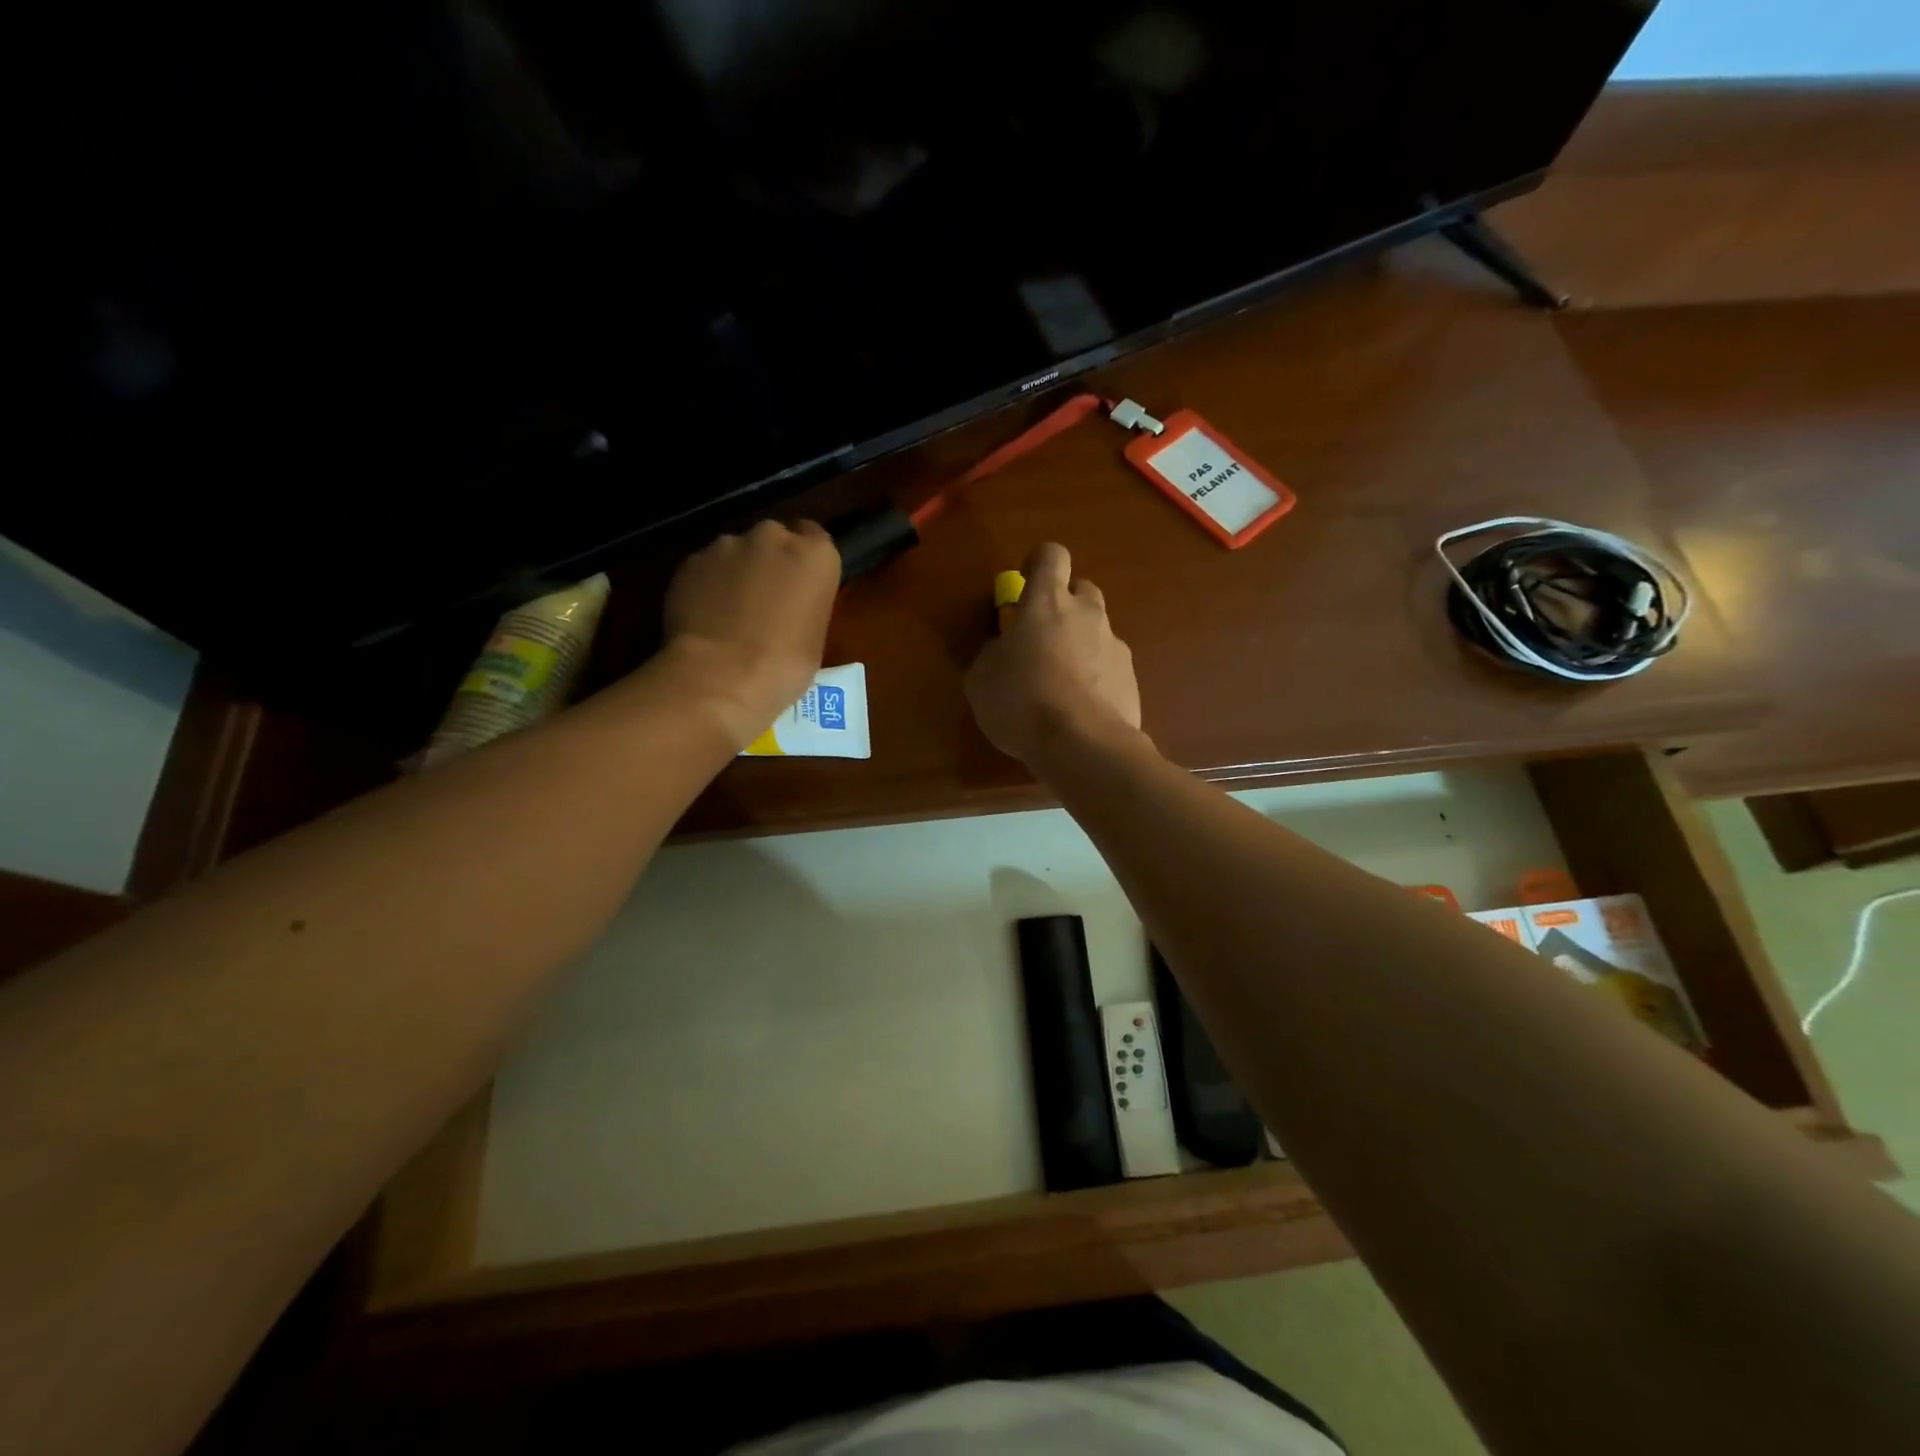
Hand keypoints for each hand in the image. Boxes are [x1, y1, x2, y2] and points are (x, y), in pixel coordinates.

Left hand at [662, 519, 840, 749]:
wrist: (720, 675)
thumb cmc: (784, 665)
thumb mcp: (815, 637)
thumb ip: (804, 606)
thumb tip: (787, 608)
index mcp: (815, 554)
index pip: (816, 538)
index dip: (806, 562)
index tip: (801, 585)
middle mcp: (772, 537)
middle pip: (774, 538)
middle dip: (771, 561)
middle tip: (767, 599)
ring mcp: (726, 545)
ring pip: (736, 551)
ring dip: (737, 572)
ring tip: (730, 612)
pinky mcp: (690, 561)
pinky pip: (705, 569)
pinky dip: (707, 585)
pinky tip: (705, 617)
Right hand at [966, 542, 1141, 763]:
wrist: (1082, 745)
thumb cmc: (1021, 701)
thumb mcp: (982, 678)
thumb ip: (993, 652)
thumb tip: (1003, 647)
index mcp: (1047, 602)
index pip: (1051, 555)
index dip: (1038, 564)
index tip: (1024, 586)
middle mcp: (1087, 614)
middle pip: (1082, 589)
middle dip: (1064, 605)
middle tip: (1043, 638)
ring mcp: (1115, 645)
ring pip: (1098, 630)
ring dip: (1081, 644)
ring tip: (1061, 683)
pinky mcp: (1131, 678)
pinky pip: (1110, 666)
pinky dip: (1096, 678)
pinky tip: (1080, 709)